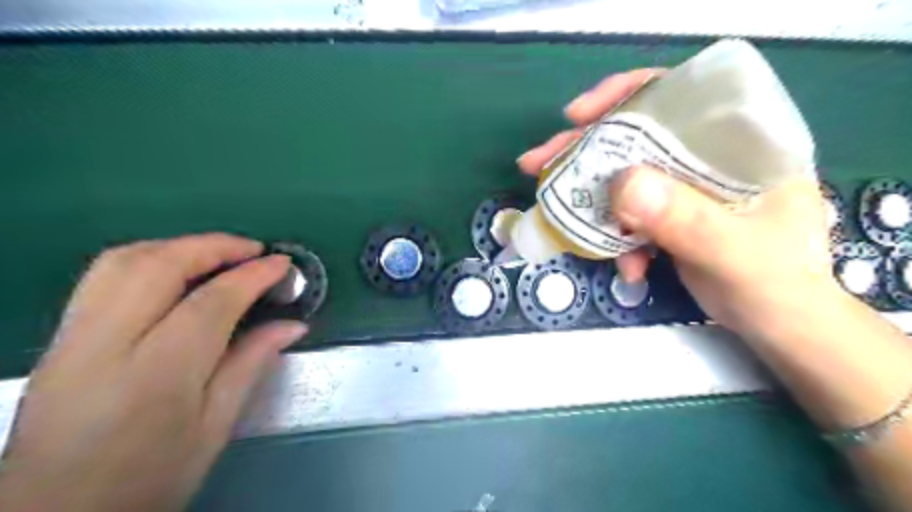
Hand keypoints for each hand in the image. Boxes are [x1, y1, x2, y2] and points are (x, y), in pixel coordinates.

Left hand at [0, 235, 306, 511]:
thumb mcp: (214, 428)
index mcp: (157, 377)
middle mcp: (104, 348)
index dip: (252, 276)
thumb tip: (293, 325)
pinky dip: (150, 258)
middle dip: (214, 246)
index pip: (210, 303)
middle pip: (157, 267)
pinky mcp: (59, 339)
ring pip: (121, 261)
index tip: (282, 264)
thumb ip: (251, 365)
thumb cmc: (149, 479)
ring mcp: (72, 340)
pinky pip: (103, 276)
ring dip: (179, 246)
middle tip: (254, 250)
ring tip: (220, 254)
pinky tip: (178, 270)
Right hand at [521, 68, 839, 339]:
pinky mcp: (669, 214)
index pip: (679, 95)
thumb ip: (685, 219)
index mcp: (740, 142)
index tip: (577, 116)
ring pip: (624, 174)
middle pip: (636, 135)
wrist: (779, 325)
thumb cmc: (776, 284)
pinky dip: (616, 236)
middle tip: (539, 162)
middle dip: (584, 150)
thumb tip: (621, 185)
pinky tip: (626, 266)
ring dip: (590, 197)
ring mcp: (685, 187)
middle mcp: (708, 156)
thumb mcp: (733, 252)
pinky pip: (628, 213)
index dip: (624, 96)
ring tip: (558, 213)